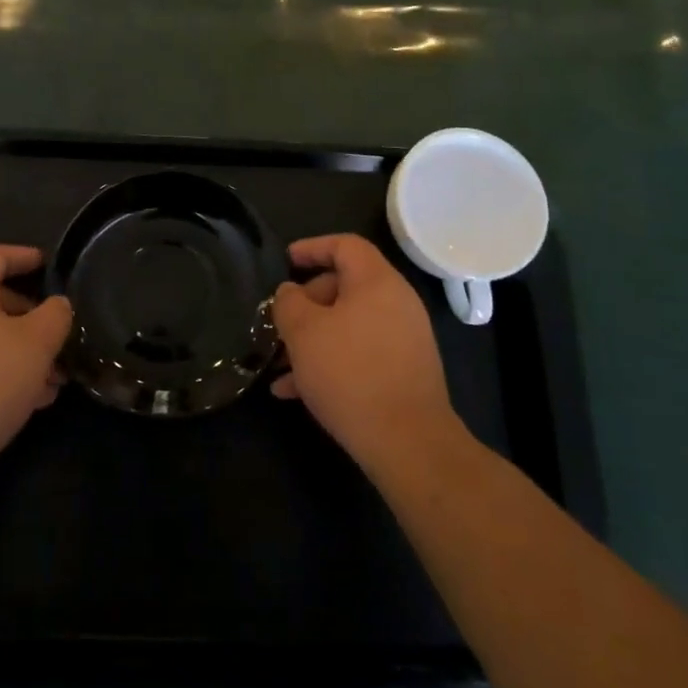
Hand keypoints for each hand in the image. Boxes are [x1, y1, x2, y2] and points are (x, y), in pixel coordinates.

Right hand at [270, 234, 459, 472]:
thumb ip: (289, 302)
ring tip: (279, 365)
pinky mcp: (404, 372)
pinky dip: (331, 362)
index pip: (345, 245)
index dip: (312, 247)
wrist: (408, 442)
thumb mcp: (303, 332)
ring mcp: (404, 339)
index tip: (286, 261)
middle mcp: (397, 303)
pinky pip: (361, 354)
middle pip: (345, 285)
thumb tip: (290, 292)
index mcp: (377, 281)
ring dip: (313, 339)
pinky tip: (295, 392)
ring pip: (349, 325)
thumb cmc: (350, 373)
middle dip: (307, 302)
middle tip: (280, 322)